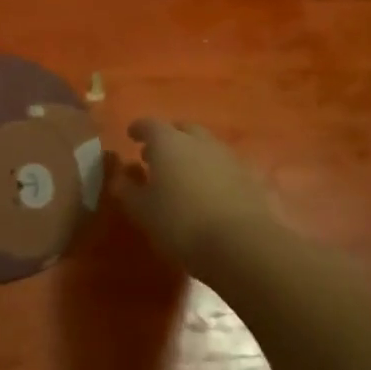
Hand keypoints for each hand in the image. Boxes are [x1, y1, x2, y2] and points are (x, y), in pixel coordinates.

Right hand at [111, 118, 277, 268]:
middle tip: (156, 155)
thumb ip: (128, 189)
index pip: (149, 124)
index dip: (138, 129)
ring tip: (182, 175)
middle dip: (168, 137)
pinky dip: (212, 171)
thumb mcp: (143, 211)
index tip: (131, 137)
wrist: (242, 245)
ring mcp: (228, 157)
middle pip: (182, 129)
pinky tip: (208, 191)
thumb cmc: (180, 223)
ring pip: (205, 145)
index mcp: (168, 142)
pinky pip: (224, 166)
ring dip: (192, 154)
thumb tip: (120, 176)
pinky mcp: (250, 177)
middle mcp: (199, 141)